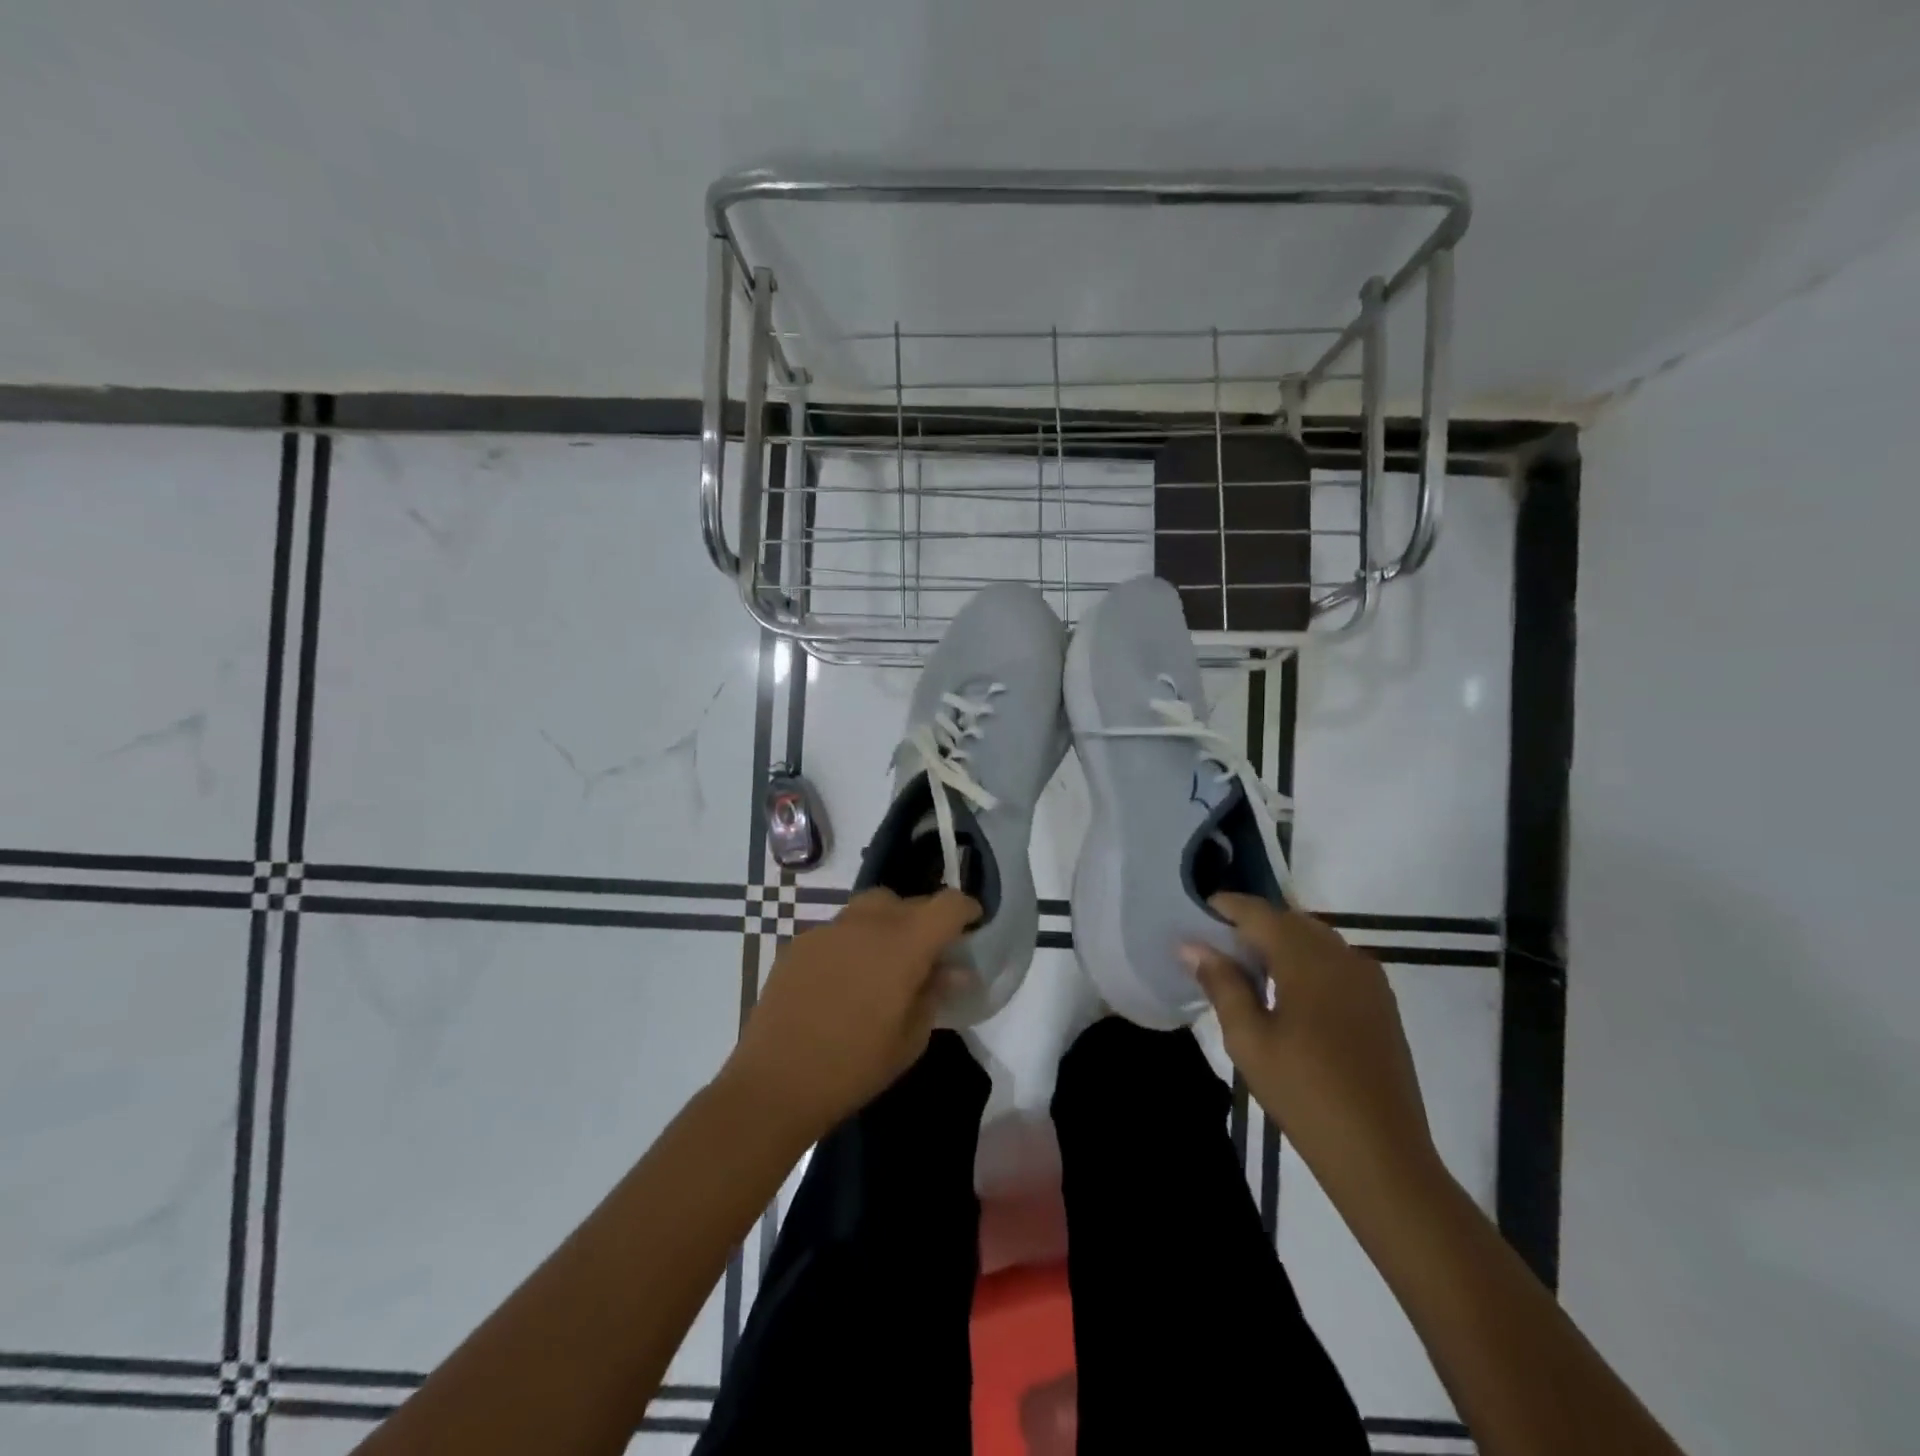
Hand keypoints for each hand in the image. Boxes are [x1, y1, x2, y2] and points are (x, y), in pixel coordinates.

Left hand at [722, 887, 978, 1141]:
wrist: (775, 1083)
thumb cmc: (854, 1067)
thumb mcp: (910, 1039)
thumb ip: (934, 994)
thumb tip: (952, 971)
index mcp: (904, 943)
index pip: (947, 905)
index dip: (965, 910)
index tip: (973, 924)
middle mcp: (868, 923)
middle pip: (907, 901)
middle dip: (924, 919)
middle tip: (927, 953)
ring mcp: (829, 929)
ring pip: (870, 909)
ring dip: (887, 925)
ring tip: (884, 963)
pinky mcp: (800, 944)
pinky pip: (838, 930)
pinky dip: (853, 943)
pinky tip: (845, 979)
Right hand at [1184, 893, 1439, 1201]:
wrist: (1381, 1153)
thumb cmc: (1304, 1093)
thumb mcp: (1248, 1039)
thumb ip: (1221, 983)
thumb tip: (1192, 945)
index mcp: (1307, 959)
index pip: (1258, 912)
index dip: (1225, 908)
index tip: (1196, 917)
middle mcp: (1341, 955)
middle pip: (1288, 920)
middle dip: (1252, 925)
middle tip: (1218, 949)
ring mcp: (1368, 978)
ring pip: (1315, 938)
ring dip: (1280, 942)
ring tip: (1250, 971)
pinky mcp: (1381, 1002)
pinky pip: (1336, 961)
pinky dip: (1307, 961)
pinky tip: (1290, 994)